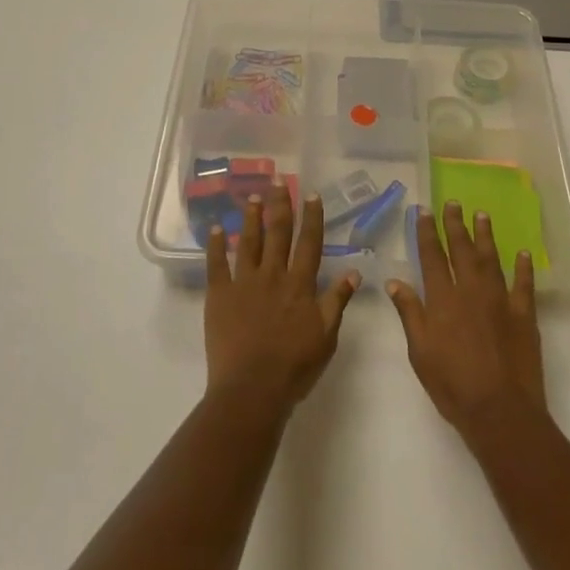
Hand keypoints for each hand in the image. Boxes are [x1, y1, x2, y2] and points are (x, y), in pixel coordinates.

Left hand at [205, 183, 359, 413]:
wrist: (252, 388)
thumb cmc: (294, 366)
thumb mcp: (326, 335)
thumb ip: (337, 301)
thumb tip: (354, 271)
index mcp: (300, 284)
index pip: (309, 243)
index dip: (311, 217)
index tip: (311, 194)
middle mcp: (273, 275)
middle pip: (278, 233)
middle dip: (280, 205)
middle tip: (278, 181)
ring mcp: (244, 283)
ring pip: (248, 242)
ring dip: (251, 218)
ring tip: (252, 197)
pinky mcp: (219, 295)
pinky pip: (216, 264)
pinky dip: (215, 245)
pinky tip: (216, 228)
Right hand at [387, 201, 544, 436]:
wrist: (500, 411)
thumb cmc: (453, 385)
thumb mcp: (420, 352)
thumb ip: (410, 313)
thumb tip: (395, 281)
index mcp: (443, 300)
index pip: (432, 257)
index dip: (427, 232)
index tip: (424, 210)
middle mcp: (471, 292)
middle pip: (462, 250)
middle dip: (456, 225)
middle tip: (454, 203)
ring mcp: (500, 301)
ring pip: (491, 260)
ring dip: (485, 236)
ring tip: (482, 215)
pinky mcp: (523, 315)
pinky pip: (524, 284)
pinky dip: (523, 267)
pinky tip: (522, 253)